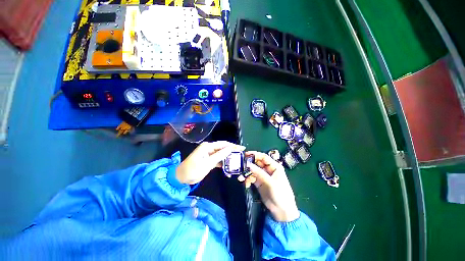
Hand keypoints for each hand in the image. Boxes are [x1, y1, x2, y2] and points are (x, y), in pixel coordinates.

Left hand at [176, 141, 244, 184]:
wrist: (181, 177)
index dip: (233, 146)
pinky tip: (229, 166)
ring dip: (228, 157)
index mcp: (208, 146)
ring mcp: (209, 154)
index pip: (223, 144)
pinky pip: (218, 159)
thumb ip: (219, 155)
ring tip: (237, 160)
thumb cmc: (193, 170)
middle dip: (232, 151)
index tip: (242, 148)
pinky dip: (223, 162)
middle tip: (241, 154)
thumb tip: (230, 148)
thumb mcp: (207, 163)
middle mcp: (209, 148)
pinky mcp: (209, 160)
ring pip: (221, 154)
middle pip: (223, 148)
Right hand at [243, 151, 299, 221]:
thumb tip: (248, 164)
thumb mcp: (270, 183)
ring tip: (241, 177)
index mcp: (274, 167)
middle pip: (257, 163)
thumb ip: (259, 173)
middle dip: (249, 164)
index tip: (246, 154)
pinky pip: (251, 177)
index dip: (255, 155)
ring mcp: (263, 176)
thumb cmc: (280, 194)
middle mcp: (268, 170)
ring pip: (253, 170)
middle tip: (240, 165)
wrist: (282, 212)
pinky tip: (245, 182)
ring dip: (247, 172)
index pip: (263, 157)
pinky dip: (247, 179)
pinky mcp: (259, 183)